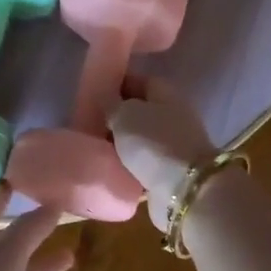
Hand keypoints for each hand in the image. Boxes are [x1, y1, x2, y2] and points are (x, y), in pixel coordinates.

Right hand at [106, 75, 217, 232]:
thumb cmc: (153, 142)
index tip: (92, 94)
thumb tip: (106, 99)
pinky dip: (127, 164)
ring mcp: (173, 145)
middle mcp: (173, 116)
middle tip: (87, 123)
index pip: (138, 81)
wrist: (183, 189)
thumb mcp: (124, 114)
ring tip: (93, 146)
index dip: (115, 84)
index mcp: (166, 94)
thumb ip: (111, 103)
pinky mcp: (168, 172)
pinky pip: (142, 162)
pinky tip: (108, 166)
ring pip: (140, 138)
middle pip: (139, 111)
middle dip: (115, 116)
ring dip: (120, 142)